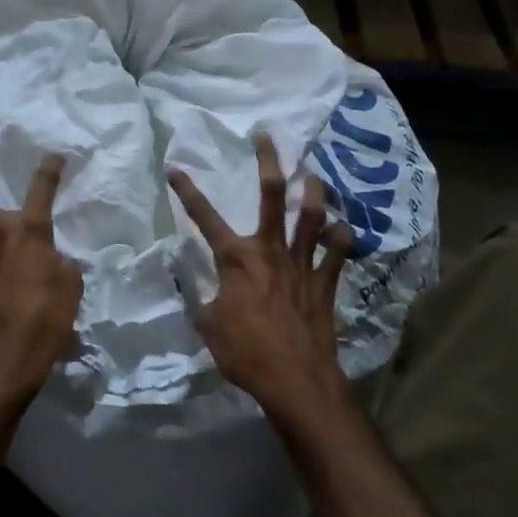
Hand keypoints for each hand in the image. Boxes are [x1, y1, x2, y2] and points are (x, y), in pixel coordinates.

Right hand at [168, 132, 352, 426]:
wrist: (295, 379)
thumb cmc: (244, 352)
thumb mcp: (208, 325)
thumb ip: (202, 298)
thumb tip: (198, 287)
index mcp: (236, 258)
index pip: (204, 218)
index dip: (187, 192)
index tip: (175, 168)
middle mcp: (269, 250)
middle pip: (272, 195)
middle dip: (268, 162)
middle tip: (266, 136)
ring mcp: (301, 264)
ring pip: (312, 217)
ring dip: (314, 192)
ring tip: (313, 174)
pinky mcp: (325, 284)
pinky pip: (338, 254)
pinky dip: (342, 239)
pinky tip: (343, 228)